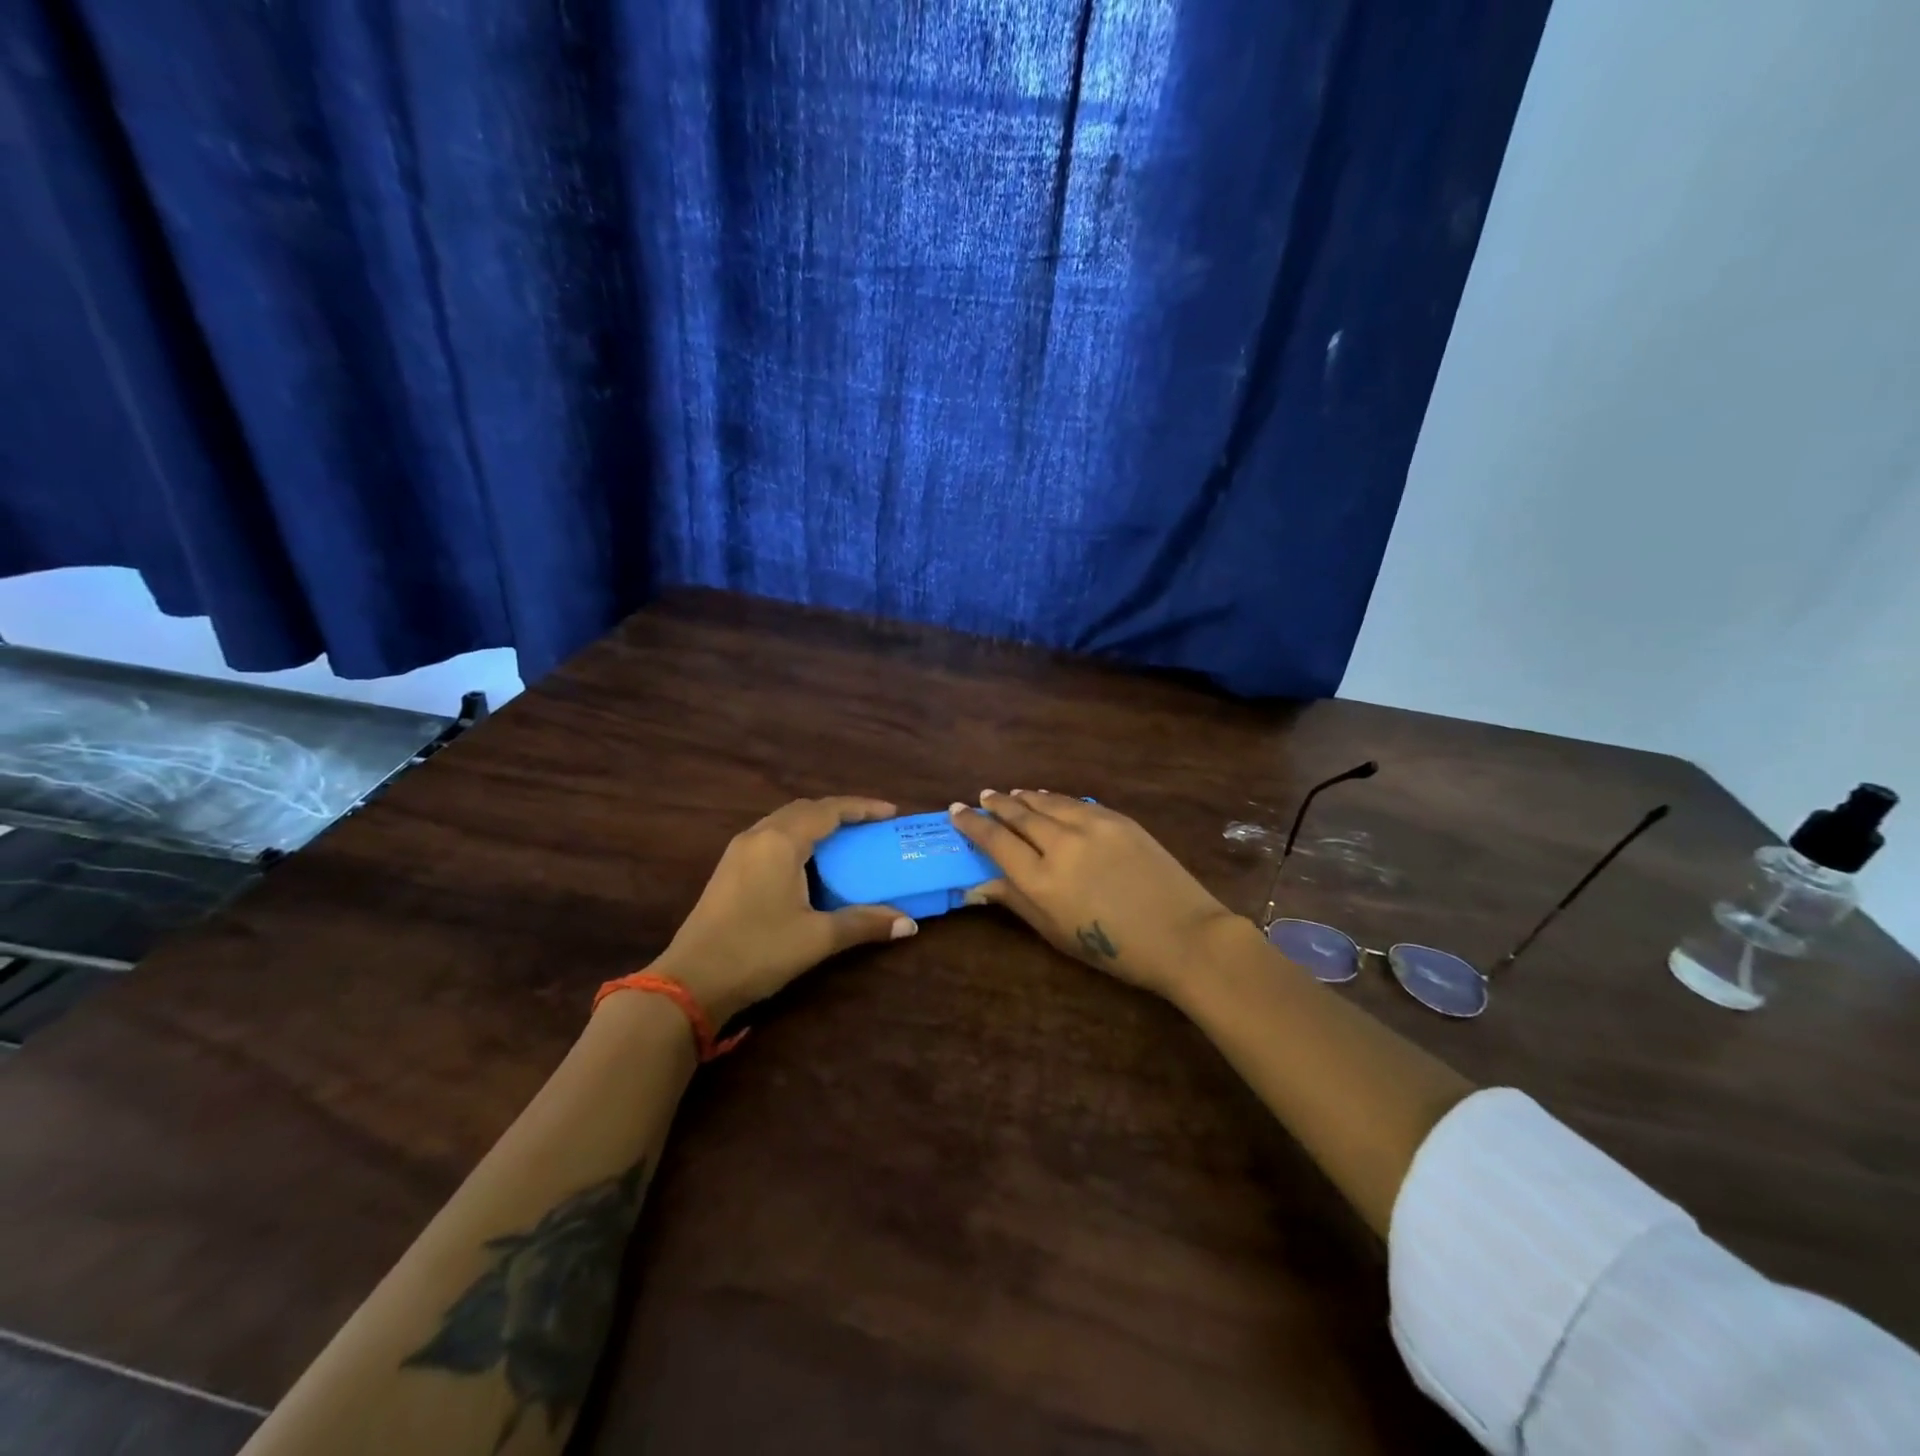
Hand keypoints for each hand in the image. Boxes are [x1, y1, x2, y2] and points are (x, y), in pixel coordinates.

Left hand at [651, 798, 917, 1024]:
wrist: (690, 982)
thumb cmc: (758, 951)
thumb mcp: (817, 938)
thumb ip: (864, 923)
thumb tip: (909, 925)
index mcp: (780, 842)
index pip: (829, 810)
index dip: (863, 808)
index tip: (892, 812)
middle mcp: (758, 836)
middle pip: (805, 810)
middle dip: (840, 813)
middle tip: (871, 827)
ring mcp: (738, 852)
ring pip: (784, 822)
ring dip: (816, 825)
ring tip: (845, 841)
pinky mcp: (729, 870)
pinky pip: (771, 838)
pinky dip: (798, 839)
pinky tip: (810, 864)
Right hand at [949, 790, 1239, 998]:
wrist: (1183, 936)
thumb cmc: (1114, 950)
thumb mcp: (1057, 933)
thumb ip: (1017, 902)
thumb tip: (980, 883)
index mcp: (1041, 880)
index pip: (996, 842)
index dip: (973, 825)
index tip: (957, 811)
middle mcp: (1061, 845)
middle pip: (1019, 815)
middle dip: (996, 804)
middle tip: (982, 796)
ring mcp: (1092, 826)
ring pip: (1047, 802)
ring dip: (1025, 797)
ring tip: (1011, 794)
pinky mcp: (1118, 819)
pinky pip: (1076, 803)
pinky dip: (1055, 799)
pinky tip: (1049, 799)